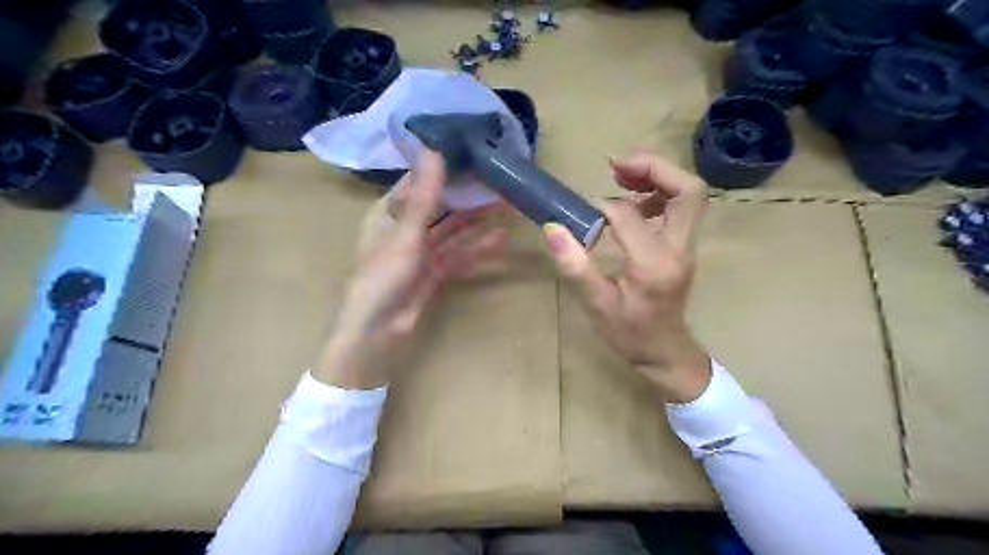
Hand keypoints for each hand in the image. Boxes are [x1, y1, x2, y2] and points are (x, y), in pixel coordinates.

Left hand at [317, 150, 509, 387]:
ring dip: (477, 221)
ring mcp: (421, 251)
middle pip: (441, 206)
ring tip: (506, 205)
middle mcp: (405, 227)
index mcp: (388, 211)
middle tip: (498, 181)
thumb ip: (424, 196)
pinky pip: (458, 254)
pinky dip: (476, 248)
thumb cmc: (382, 276)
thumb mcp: (405, 234)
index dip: (443, 168)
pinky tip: (499, 238)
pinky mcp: (434, 271)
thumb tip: (434, 150)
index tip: (471, 154)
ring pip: (453, 230)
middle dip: (467, 196)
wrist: (377, 331)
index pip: (419, 182)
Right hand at [539, 155, 711, 400]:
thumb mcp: (596, 305)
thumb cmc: (629, 334)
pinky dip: (659, 192)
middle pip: (688, 191)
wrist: (665, 353)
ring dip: (658, 176)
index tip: (582, 213)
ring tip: (621, 174)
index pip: (630, 215)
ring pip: (689, 194)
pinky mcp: (684, 246)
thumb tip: (553, 227)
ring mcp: (686, 246)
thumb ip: (575, 266)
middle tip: (616, 165)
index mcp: (654, 264)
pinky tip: (633, 199)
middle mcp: (679, 249)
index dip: (603, 206)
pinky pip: (681, 207)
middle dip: (654, 167)